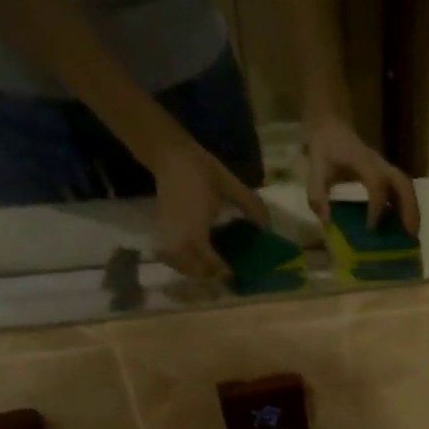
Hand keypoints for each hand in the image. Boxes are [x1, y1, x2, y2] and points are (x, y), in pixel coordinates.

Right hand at [150, 139, 268, 278]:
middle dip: (208, 274)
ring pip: (179, 264)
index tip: (236, 274)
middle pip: (193, 268)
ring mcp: (168, 233)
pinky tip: (195, 257)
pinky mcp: (161, 229)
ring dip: (194, 270)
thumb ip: (250, 205)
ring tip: (211, 268)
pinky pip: (170, 255)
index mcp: (196, 228)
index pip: (209, 260)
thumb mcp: (229, 184)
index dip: (223, 270)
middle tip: (226, 273)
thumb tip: (267, 227)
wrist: (168, 154)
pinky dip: (182, 261)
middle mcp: (179, 236)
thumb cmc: (199, 169)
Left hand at [305, 115, 419, 233]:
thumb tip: (327, 221)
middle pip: (403, 185)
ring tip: (411, 234)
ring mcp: (386, 169)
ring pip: (407, 188)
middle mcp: (380, 165)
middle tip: (409, 235)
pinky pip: (402, 190)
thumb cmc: (325, 147)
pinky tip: (403, 226)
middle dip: (408, 210)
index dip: (377, 207)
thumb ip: (318, 194)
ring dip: (412, 210)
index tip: (371, 228)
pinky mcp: (386, 174)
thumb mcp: (316, 168)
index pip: (377, 185)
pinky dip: (406, 208)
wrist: (331, 126)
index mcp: (363, 162)